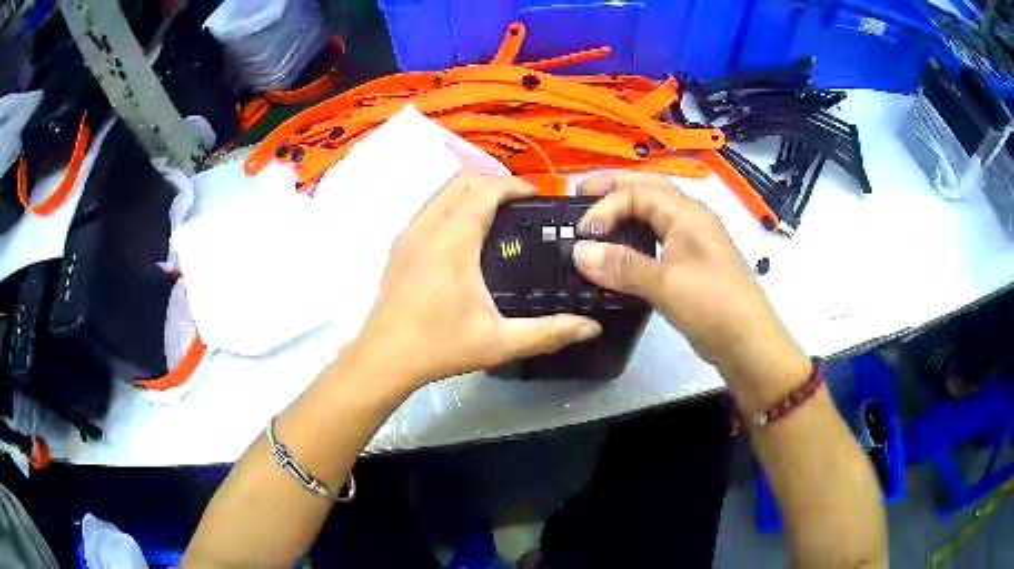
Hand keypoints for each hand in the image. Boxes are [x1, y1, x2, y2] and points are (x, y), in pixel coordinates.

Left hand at [347, 172, 600, 389]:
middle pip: (463, 180)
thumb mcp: (500, 342)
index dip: (514, 185)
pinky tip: (464, 235)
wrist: (383, 358)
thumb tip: (592, 328)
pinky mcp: (398, 246)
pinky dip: (451, 205)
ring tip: (496, 214)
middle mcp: (428, 226)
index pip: (486, 190)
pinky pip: (429, 207)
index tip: (537, 197)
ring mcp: (408, 234)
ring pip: (442, 191)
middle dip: (494, 182)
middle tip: (520, 204)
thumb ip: (549, 332)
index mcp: (454, 241)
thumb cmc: (440, 346)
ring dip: (470, 191)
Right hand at [571, 172, 808, 409]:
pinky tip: (620, 252)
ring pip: (652, 214)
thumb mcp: (667, 284)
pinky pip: (656, 239)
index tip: (580, 233)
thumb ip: (623, 266)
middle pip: (647, 189)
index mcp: (687, 213)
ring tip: (596, 218)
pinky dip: (634, 237)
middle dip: (613, 188)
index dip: (605, 206)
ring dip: (624, 210)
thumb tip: (579, 251)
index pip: (637, 193)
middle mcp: (689, 219)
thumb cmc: (713, 305)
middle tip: (579, 195)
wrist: (747, 342)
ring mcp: (691, 242)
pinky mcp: (689, 264)